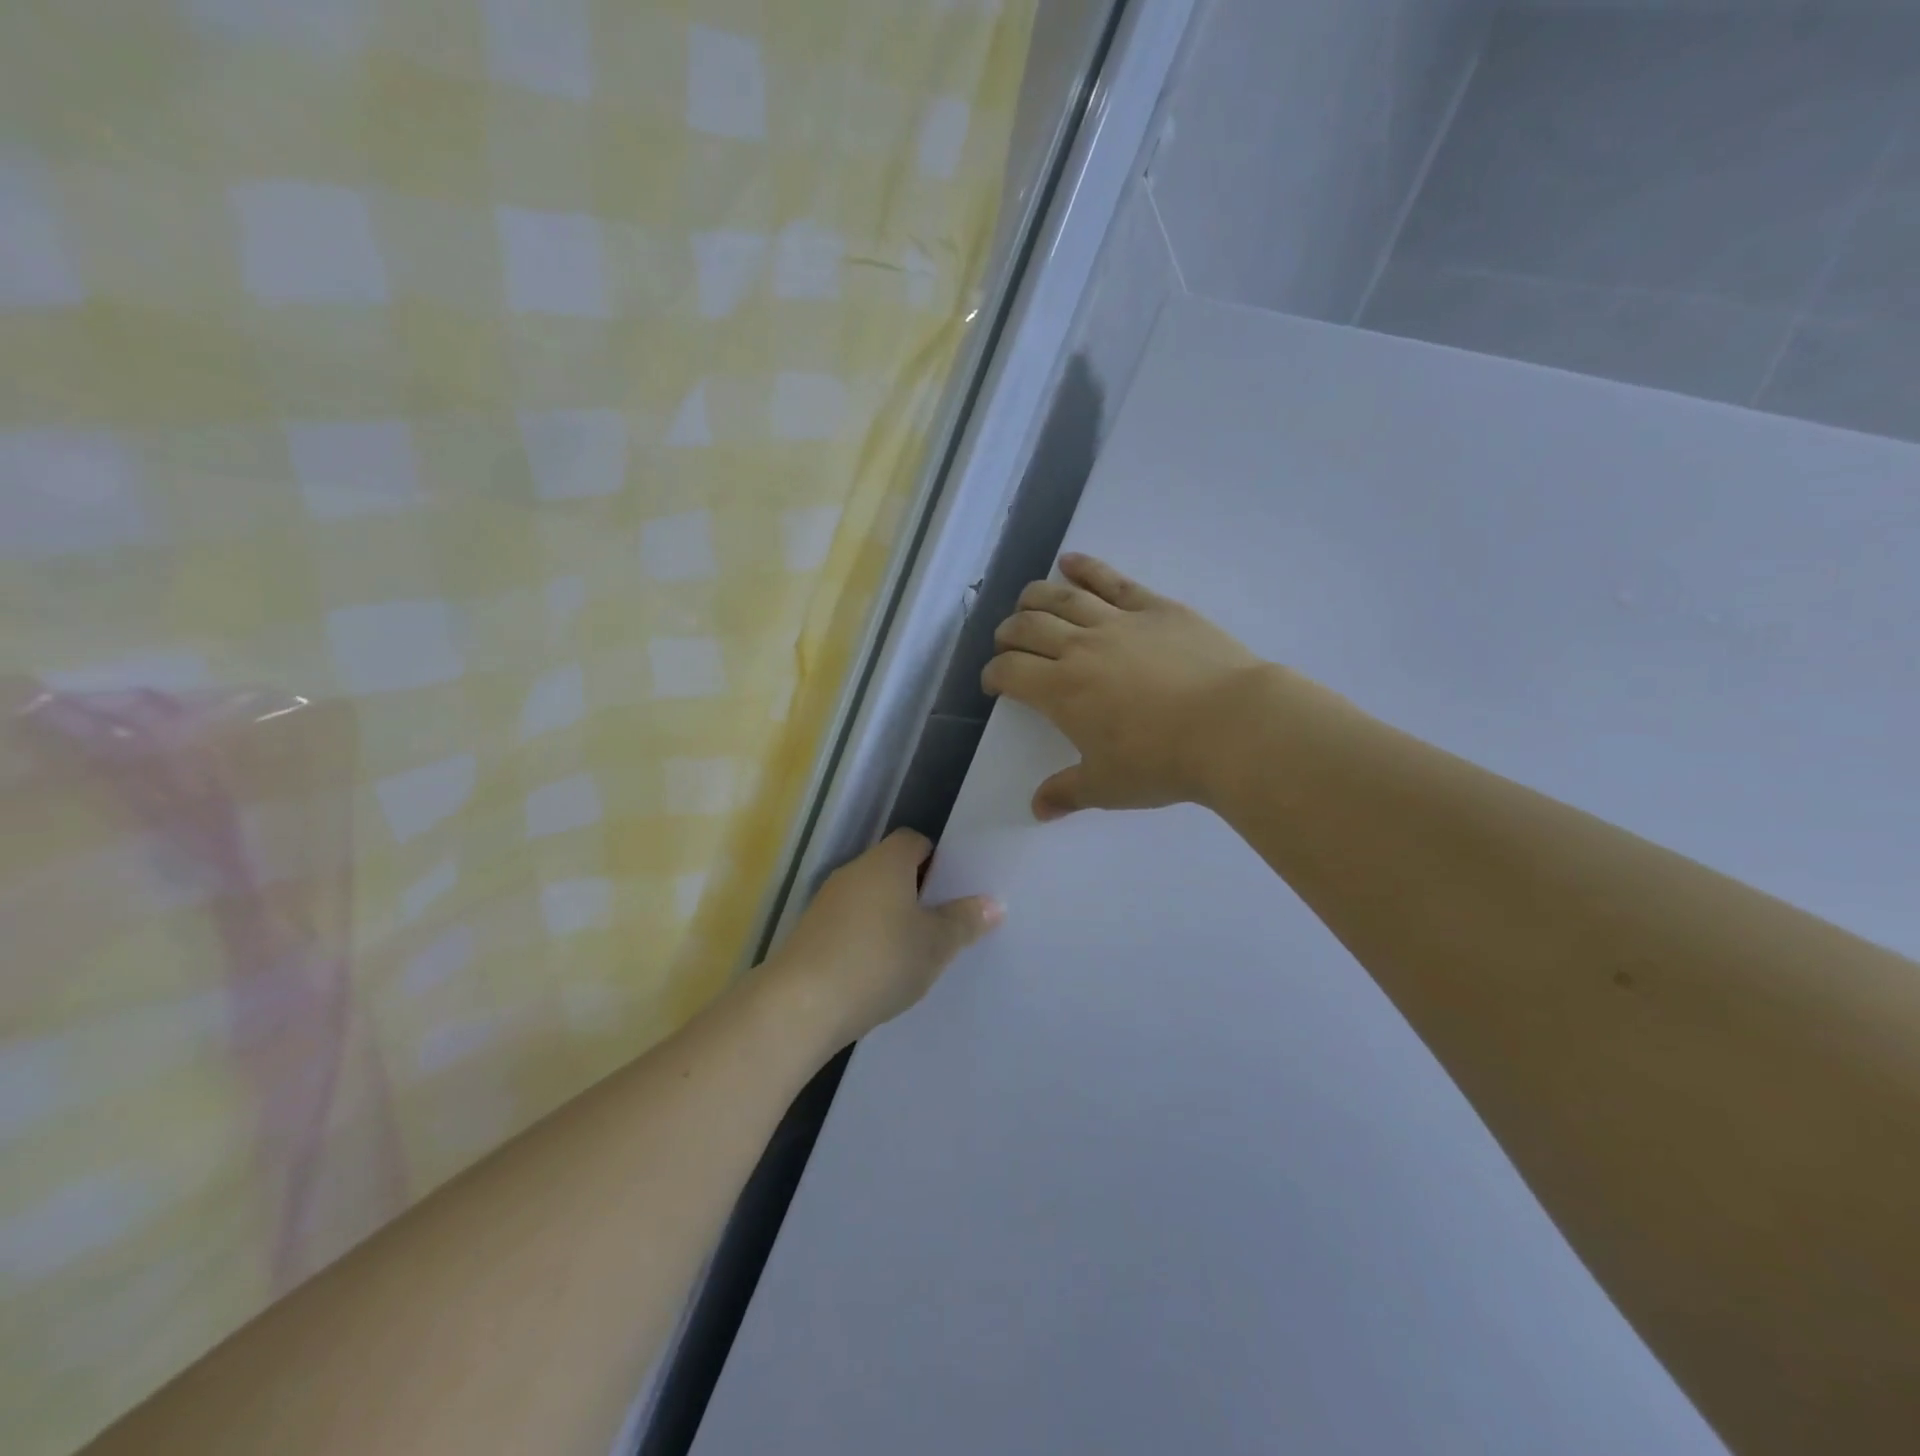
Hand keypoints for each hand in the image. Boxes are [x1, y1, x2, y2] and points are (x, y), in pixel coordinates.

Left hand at [770, 830, 1002, 1047]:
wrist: (802, 1004)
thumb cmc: (880, 961)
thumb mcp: (935, 945)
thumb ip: (965, 921)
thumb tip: (993, 903)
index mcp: (886, 862)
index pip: (914, 841)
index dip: (937, 859)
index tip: (953, 890)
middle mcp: (854, 871)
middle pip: (891, 868)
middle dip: (916, 891)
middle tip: (942, 923)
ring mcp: (826, 901)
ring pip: (869, 897)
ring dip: (890, 916)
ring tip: (914, 952)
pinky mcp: (810, 932)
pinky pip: (849, 922)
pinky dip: (866, 936)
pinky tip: (878, 970)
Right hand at [982, 553, 1266, 819]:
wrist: (1231, 726)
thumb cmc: (1162, 761)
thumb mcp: (1108, 786)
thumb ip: (1067, 793)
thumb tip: (1037, 810)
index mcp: (1060, 690)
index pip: (1010, 671)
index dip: (994, 674)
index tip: (994, 683)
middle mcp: (1079, 647)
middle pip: (1028, 627)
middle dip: (1008, 634)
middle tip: (1008, 644)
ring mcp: (1118, 621)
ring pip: (1062, 597)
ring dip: (1035, 597)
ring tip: (1025, 601)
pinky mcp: (1155, 607)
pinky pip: (1112, 580)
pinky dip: (1086, 567)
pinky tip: (1070, 562)